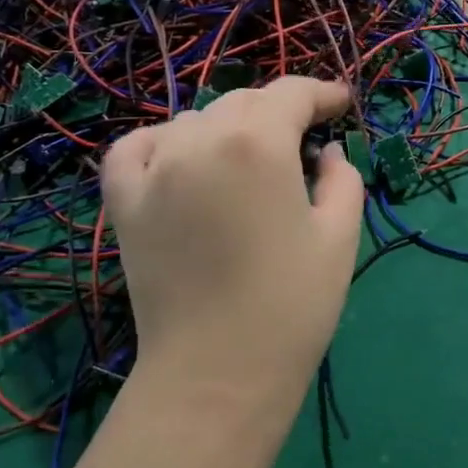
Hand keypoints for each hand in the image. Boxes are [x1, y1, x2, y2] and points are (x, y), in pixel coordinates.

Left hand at [103, 76, 364, 416]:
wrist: (217, 374)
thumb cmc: (291, 306)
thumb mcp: (339, 237)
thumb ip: (342, 178)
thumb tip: (326, 153)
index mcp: (258, 143)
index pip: (291, 94)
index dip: (322, 93)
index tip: (343, 104)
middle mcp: (200, 140)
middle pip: (244, 103)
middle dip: (280, 113)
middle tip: (305, 141)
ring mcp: (154, 169)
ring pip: (196, 121)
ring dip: (230, 128)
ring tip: (251, 160)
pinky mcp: (124, 202)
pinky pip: (136, 147)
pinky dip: (162, 142)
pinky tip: (181, 158)